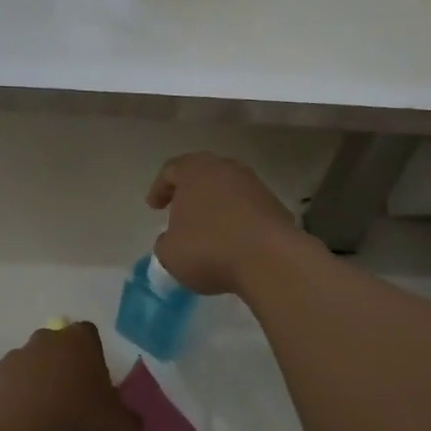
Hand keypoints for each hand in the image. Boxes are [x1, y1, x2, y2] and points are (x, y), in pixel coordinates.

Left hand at [0, 322, 140, 430]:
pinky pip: (6, 385)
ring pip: (30, 366)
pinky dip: (11, 399)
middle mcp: (45, 340)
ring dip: (36, 384)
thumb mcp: (116, 426)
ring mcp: (13, 356)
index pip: (90, 336)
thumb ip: (132, 423)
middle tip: (71, 402)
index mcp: (78, 342)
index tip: (95, 385)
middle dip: (64, 369)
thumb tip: (138, 428)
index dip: (93, 358)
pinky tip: (18, 424)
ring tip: (43, 418)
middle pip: (58, 348)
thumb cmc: (74, 419)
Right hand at [146, 153, 305, 297]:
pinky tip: (232, 243)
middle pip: (203, 175)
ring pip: (228, 191)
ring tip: (207, 231)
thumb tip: (172, 240)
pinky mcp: (276, 207)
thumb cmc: (208, 249)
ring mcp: (256, 186)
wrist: (269, 260)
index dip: (159, 188)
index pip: (171, 170)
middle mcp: (227, 169)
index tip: (154, 207)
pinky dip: (237, 221)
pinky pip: (248, 210)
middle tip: (179, 212)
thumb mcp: (169, 253)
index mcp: (195, 171)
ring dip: (216, 207)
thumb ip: (165, 242)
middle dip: (190, 193)